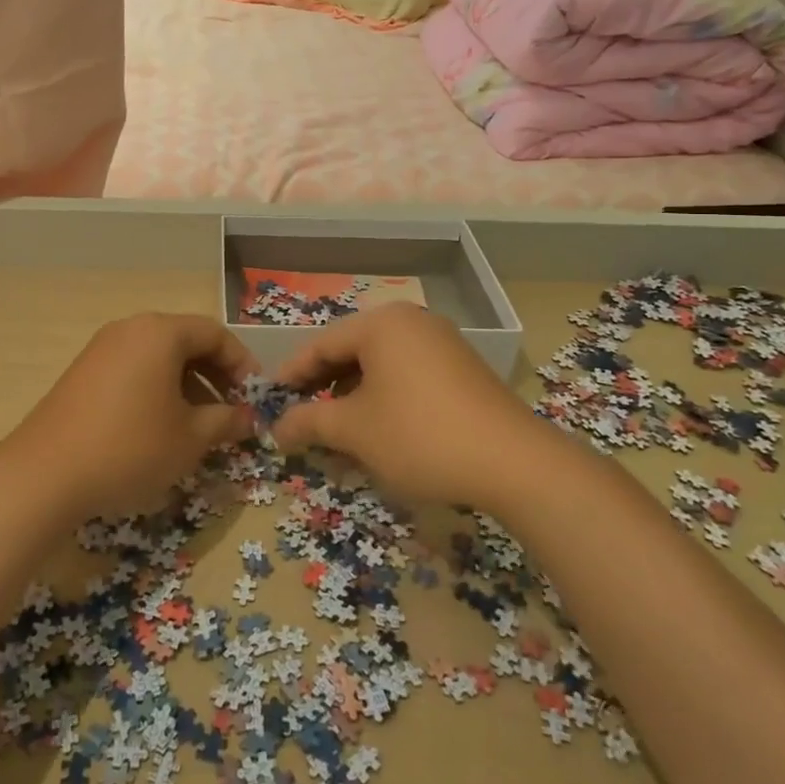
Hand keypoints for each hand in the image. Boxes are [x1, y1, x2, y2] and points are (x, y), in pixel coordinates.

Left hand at [1, 313, 258, 520]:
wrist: (44, 474)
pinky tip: (160, 429)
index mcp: (160, 333)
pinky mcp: (83, 374)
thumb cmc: (130, 448)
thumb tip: (248, 417)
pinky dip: (157, 391)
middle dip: (215, 376)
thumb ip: (225, 421)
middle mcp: (130, 330)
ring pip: (159, 358)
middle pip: (186, 342)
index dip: (242, 363)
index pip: (215, 334)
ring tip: (199, 426)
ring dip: (187, 386)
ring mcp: (101, 349)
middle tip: (231, 412)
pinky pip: (134, 371)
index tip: (255, 397)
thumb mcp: (189, 438)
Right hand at [273, 303, 548, 508]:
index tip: (270, 402)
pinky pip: (407, 373)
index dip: (292, 375)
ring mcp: (441, 342)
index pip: (321, 344)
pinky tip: (379, 428)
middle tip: (300, 416)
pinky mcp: (462, 368)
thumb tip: (276, 429)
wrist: (513, 462)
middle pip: (351, 350)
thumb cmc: (419, 435)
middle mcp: (411, 321)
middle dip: (322, 386)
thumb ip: (308, 422)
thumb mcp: (354, 430)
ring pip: (380, 364)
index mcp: (381, 324)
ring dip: (353, 394)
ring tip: (337, 428)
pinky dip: (384, 396)